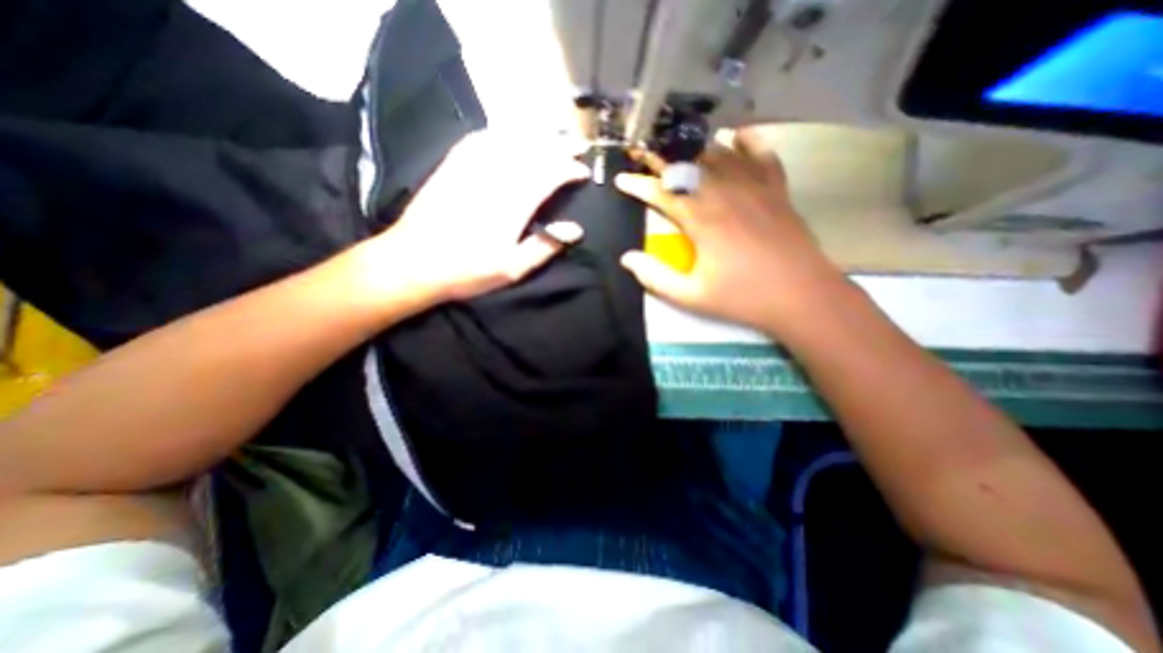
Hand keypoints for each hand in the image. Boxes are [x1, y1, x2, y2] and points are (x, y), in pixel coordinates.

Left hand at [351, 130, 591, 312]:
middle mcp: (495, 177)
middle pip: (533, 151)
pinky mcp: (452, 165)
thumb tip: (575, 230)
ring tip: (552, 134)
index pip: (549, 174)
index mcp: (513, 204)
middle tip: (577, 144)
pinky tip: (509, 134)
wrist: (413, 262)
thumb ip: (545, 246)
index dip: (570, 169)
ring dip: (535, 134)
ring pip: (510, 139)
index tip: (584, 171)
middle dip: (560, 145)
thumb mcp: (512, 269)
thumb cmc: (468, 271)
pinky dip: (501, 133)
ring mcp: (471, 167)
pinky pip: (480, 139)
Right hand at [616, 127, 845, 331]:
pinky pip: (761, 155)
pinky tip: (735, 135)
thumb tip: (627, 258)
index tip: (621, 179)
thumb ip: (655, 277)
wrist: (802, 296)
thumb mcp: (691, 296)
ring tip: (677, 140)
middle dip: (661, 156)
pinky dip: (748, 141)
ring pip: (720, 155)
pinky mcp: (777, 191)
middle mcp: (726, 194)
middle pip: (688, 165)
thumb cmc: (742, 298)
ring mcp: (755, 188)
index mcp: (702, 220)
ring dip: (695, 146)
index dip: (638, 184)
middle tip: (642, 148)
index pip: (663, 193)